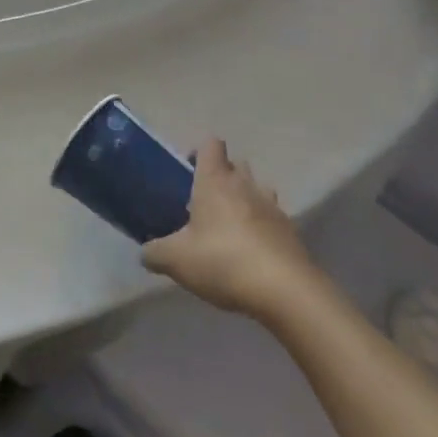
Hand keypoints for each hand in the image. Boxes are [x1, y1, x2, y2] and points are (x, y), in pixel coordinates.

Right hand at [142, 139, 314, 320]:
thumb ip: (154, 252)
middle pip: (236, 165)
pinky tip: (249, 253)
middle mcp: (246, 186)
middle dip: (222, 176)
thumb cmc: (222, 261)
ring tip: (228, 227)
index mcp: (215, 181)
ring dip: (244, 200)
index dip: (199, 152)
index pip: (211, 145)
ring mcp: (273, 207)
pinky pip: (272, 219)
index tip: (187, 172)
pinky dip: (261, 228)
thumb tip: (146, 252)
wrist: (285, 290)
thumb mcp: (175, 260)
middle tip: (203, 203)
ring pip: (257, 190)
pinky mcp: (291, 232)